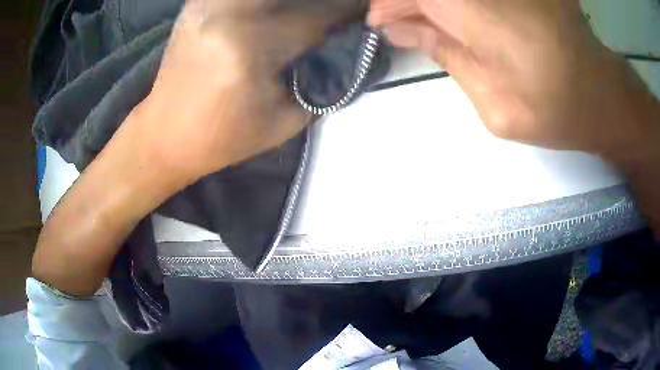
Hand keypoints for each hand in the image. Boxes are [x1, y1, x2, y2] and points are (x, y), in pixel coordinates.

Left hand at [139, 0, 362, 181]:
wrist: (165, 135)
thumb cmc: (223, 138)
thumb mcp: (284, 121)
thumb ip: (320, 81)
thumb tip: (344, 49)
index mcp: (249, 48)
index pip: (314, 18)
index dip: (346, 14)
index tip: (361, 15)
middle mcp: (227, 14)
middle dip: (319, 3)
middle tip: (331, 14)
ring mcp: (207, 4)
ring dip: (289, 1)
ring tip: (300, 13)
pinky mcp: (196, 5)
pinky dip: (261, 2)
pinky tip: (268, 11)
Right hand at [369, 0, 654, 154]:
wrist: (600, 93)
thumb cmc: (554, 109)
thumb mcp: (494, 103)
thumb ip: (444, 55)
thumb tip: (399, 30)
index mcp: (482, 15)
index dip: (390, 4)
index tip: (381, 24)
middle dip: (408, 2)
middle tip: (402, 24)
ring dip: (434, 4)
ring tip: (428, 23)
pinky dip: (458, 5)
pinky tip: (458, 18)